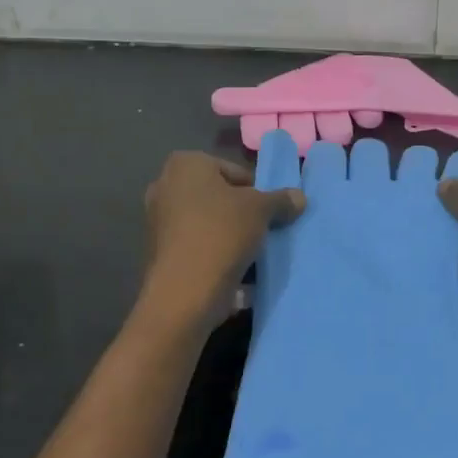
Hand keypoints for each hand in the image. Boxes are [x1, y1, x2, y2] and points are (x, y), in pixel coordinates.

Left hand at [139, 152, 305, 333]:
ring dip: (230, 237)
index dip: (256, 191)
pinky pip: (197, 249)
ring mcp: (158, 221)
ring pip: (207, 225)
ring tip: (255, 255)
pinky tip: (239, 277)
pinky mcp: (158, 254)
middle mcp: (165, 186)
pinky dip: (216, 258)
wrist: (184, 293)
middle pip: (218, 198)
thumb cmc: (221, 233)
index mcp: (186, 164)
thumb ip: (280, 200)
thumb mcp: (261, 210)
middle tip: (264, 231)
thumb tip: (299, 197)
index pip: (233, 171)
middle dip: (241, 214)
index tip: (270, 212)